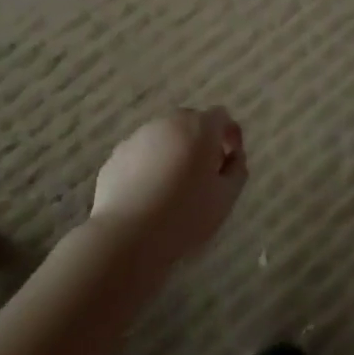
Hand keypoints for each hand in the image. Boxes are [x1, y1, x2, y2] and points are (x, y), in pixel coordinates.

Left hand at [89, 107, 247, 265]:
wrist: (127, 236)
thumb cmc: (185, 216)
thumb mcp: (226, 197)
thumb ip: (237, 169)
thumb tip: (232, 157)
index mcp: (198, 128)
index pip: (221, 117)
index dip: (230, 136)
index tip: (230, 161)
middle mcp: (167, 123)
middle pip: (191, 123)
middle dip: (202, 142)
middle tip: (205, 174)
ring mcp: (138, 137)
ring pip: (165, 137)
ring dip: (176, 151)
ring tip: (176, 186)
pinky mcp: (116, 155)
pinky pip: (143, 153)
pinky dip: (152, 164)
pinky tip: (151, 193)